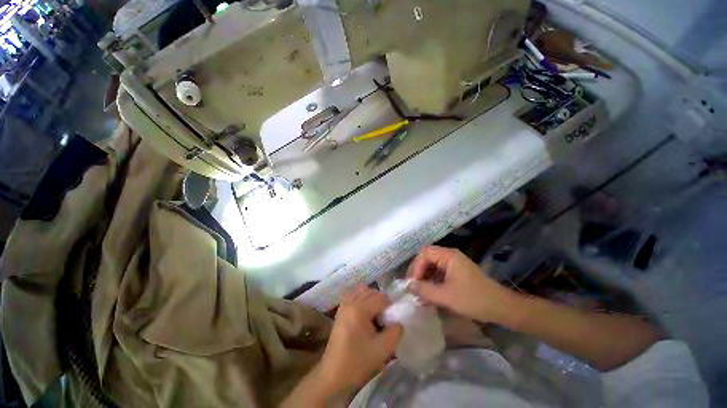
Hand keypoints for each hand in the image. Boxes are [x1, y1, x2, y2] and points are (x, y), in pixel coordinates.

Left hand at [317, 286, 402, 393]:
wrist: (333, 375)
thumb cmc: (358, 362)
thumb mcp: (383, 350)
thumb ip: (395, 332)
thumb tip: (398, 321)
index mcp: (360, 309)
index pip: (381, 297)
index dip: (390, 306)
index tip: (392, 319)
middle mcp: (350, 302)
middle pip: (370, 291)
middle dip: (381, 301)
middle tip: (385, 317)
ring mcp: (343, 305)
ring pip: (361, 291)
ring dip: (370, 298)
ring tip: (375, 314)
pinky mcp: (340, 311)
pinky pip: (353, 295)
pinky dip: (361, 299)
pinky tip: (364, 314)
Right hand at [407, 246, 514, 323]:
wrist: (501, 308)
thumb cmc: (473, 299)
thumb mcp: (446, 296)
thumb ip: (425, 290)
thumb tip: (408, 286)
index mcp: (448, 255)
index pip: (424, 253)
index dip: (416, 266)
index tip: (413, 283)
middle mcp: (449, 256)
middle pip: (426, 259)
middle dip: (418, 273)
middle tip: (414, 289)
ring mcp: (453, 265)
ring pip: (432, 267)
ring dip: (424, 279)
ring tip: (420, 294)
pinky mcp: (456, 274)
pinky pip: (439, 274)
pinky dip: (432, 283)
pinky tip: (430, 296)